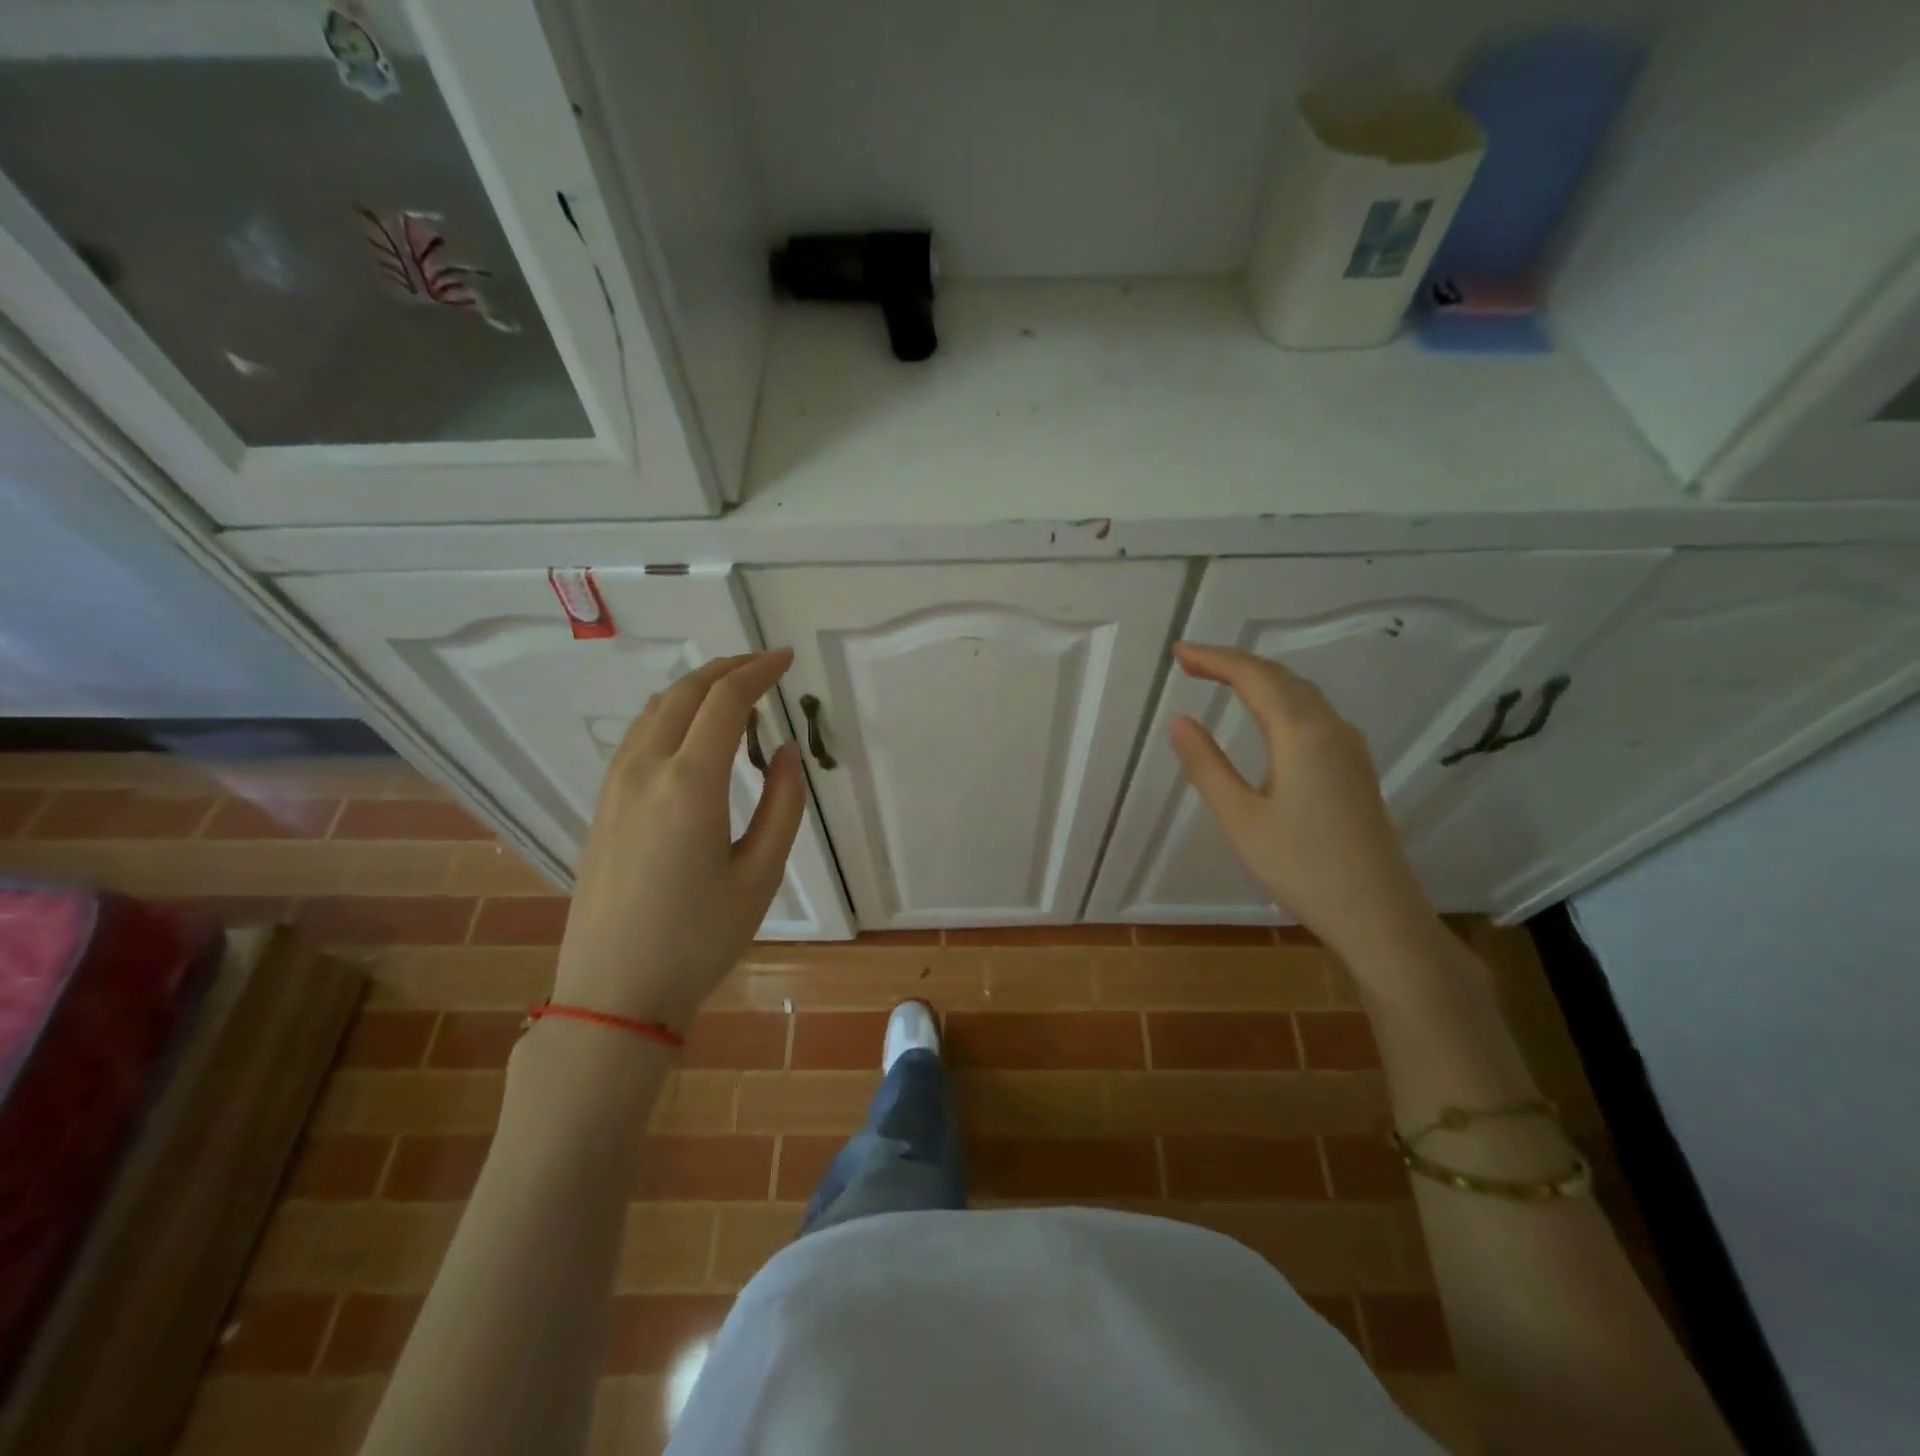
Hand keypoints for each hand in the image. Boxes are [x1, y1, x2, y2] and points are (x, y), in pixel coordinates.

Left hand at [553, 651, 803, 1030]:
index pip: (726, 701)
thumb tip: (783, 753)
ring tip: (733, 691)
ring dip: (696, 688)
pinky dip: (670, 714)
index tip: (785, 659)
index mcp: (690, 784)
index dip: (758, 671)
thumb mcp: (760, 875)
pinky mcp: (602, 805)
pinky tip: (690, 732)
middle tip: (764, 664)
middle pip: (685, 693)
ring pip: (655, 710)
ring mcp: (615, 786)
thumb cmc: (699, 939)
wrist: (613, 992)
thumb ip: (782, 806)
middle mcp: (646, 770)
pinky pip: (638, 736)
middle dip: (727, 668)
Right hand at [1167, 641, 1440, 968]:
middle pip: (1281, 678)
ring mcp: (1350, 749)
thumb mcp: (1241, 818)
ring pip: (1302, 695)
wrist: (1378, 914)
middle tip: (1191, 662)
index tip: (1178, 652)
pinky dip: (1281, 700)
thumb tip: (1179, 721)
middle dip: (1234, 663)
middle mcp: (1331, 729)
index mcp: (1302, 734)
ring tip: (1221, 679)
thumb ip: (1207, 765)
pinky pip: (1314, 715)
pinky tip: (1269, 718)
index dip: (1214, 659)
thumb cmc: (1302, 867)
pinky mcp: (1356, 770)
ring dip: (1260, 680)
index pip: (1254, 677)